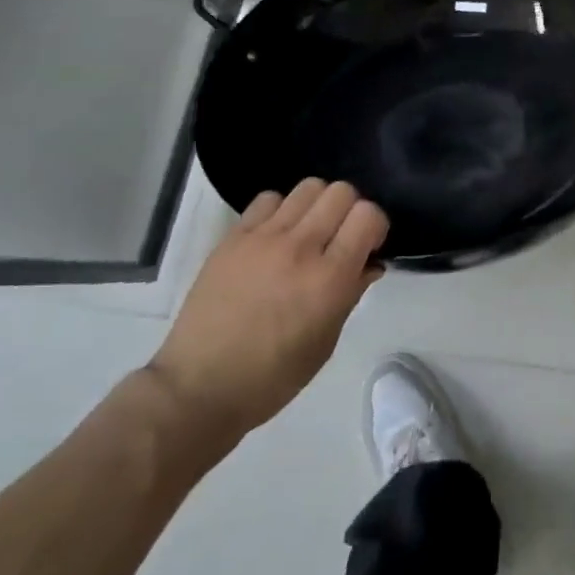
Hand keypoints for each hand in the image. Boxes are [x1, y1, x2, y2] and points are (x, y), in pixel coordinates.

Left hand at [145, 179, 387, 460]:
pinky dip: (281, 210)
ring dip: (318, 205)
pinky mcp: (233, 237)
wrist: (200, 387)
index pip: (368, 215)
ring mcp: (263, 238)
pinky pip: (268, 199)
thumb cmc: (273, 377)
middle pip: (341, 192)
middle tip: (341, 238)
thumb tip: (369, 263)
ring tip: (309, 233)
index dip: (375, 226)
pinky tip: (276, 235)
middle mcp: (300, 248)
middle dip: (350, 210)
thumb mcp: (326, 342)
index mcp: (329, 279)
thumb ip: (351, 293)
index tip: (368, 247)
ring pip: (308, 187)